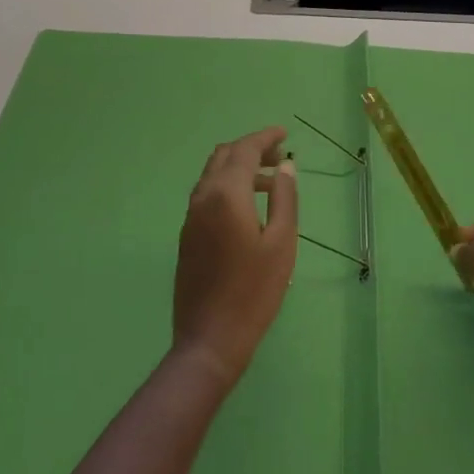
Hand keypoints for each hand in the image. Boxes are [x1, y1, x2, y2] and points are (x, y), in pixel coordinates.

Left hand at [172, 127, 298, 388]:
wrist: (209, 339)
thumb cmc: (254, 292)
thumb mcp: (281, 243)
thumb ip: (284, 198)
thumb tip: (286, 166)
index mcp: (225, 195)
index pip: (243, 150)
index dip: (264, 138)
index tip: (285, 135)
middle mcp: (202, 198)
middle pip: (223, 157)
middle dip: (250, 149)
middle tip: (279, 157)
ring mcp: (190, 218)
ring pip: (212, 176)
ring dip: (239, 169)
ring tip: (271, 182)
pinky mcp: (187, 236)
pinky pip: (206, 195)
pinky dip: (228, 187)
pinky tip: (249, 207)